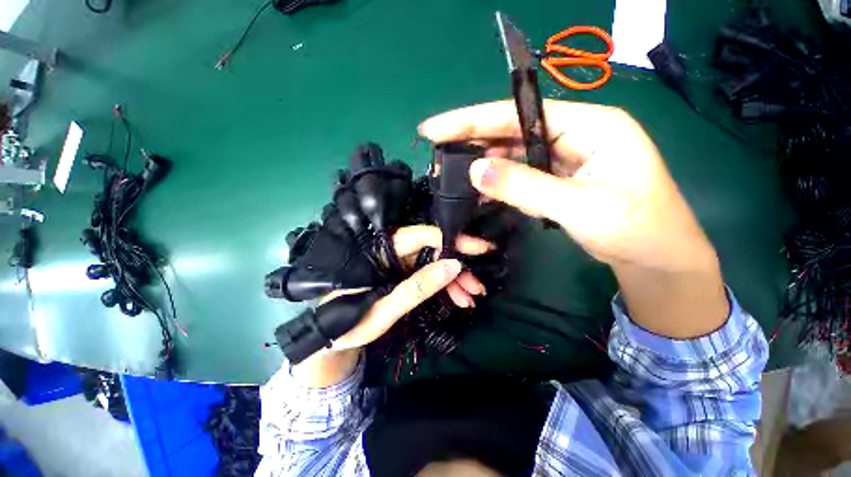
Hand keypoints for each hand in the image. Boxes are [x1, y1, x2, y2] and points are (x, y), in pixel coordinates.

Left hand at [332, 225, 489, 349]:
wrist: (333, 340)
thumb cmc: (350, 325)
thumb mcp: (385, 309)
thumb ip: (417, 287)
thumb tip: (454, 265)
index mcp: (381, 251)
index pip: (422, 236)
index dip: (452, 240)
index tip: (481, 248)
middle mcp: (391, 252)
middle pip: (432, 251)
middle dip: (457, 267)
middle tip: (478, 286)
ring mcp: (398, 264)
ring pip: (433, 264)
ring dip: (454, 280)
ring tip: (471, 297)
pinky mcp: (402, 275)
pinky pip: (428, 276)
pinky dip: (444, 287)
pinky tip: (459, 299)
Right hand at [420, 100, 727, 339]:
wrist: (658, 259)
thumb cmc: (636, 229)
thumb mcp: (581, 207)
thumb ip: (526, 187)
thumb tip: (476, 172)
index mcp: (590, 125)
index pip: (520, 114)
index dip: (474, 120)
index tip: (436, 128)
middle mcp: (575, 133)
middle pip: (513, 130)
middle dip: (473, 138)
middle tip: (436, 146)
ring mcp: (566, 156)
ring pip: (514, 153)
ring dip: (485, 161)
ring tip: (451, 167)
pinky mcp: (559, 178)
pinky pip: (522, 173)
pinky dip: (500, 179)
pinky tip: (480, 185)